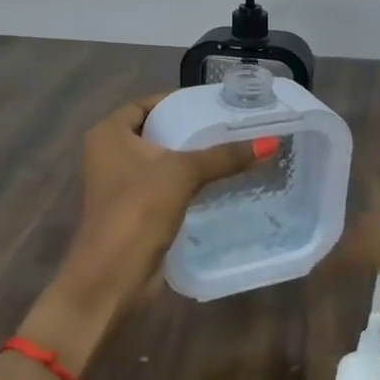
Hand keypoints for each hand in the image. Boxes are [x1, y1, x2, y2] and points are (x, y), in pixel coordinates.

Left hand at [46, 94, 268, 332]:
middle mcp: (108, 154)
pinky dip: (185, 183)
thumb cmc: (138, 210)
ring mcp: (118, 185)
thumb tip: (271, 142)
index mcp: (108, 134)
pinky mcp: (132, 211)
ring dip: (188, 159)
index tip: (212, 104)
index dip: (177, 102)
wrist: (112, 277)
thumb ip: (225, 156)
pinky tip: (216, 183)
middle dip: (188, 130)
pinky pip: (163, 186)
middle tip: (227, 126)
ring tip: (229, 151)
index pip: (146, 104)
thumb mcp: (183, 173)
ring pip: (160, 162)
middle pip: (154, 132)